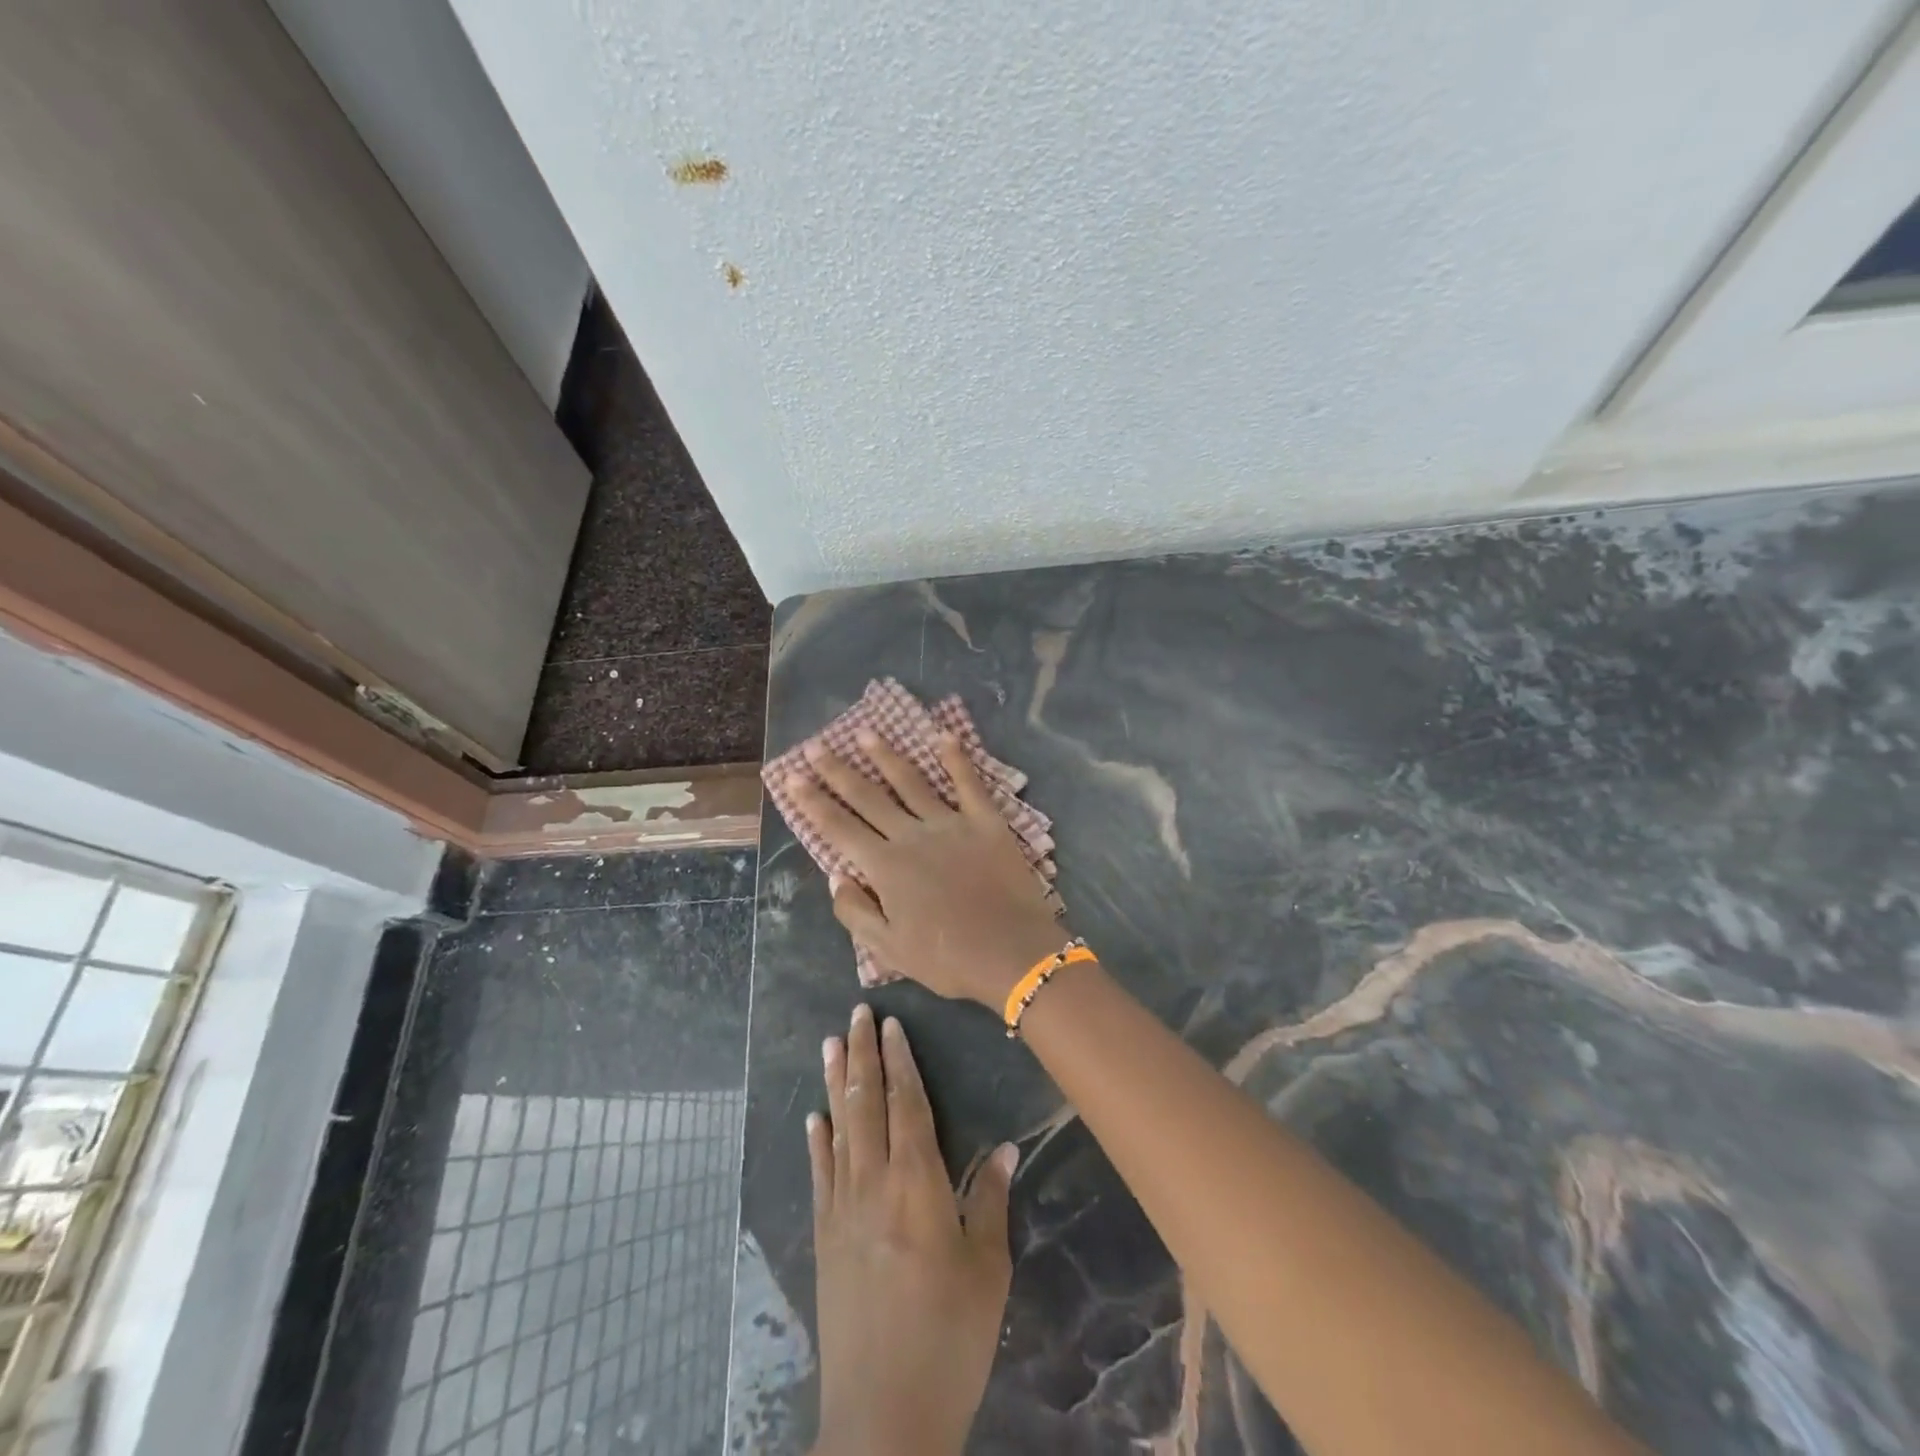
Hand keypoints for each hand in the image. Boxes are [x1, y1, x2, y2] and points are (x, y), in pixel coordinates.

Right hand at [786, 731, 1067, 1008]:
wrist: (1013, 953)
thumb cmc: (948, 959)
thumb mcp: (889, 949)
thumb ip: (856, 911)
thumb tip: (836, 875)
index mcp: (886, 867)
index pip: (839, 827)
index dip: (813, 802)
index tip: (792, 777)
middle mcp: (912, 835)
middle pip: (868, 797)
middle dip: (837, 770)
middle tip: (815, 745)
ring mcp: (951, 823)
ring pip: (911, 782)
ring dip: (886, 756)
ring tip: (865, 732)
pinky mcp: (986, 821)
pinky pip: (968, 783)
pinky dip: (956, 758)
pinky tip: (943, 735)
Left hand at [809, 1004, 1016, 1455]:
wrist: (883, 1413)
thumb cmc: (950, 1336)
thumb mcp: (987, 1269)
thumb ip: (988, 1201)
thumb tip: (1003, 1148)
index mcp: (917, 1183)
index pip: (907, 1104)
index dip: (899, 1061)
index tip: (891, 1025)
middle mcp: (874, 1182)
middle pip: (866, 1103)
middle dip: (862, 1054)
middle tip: (856, 1013)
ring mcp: (842, 1208)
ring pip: (838, 1128)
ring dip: (835, 1082)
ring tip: (830, 1043)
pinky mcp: (824, 1237)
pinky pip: (820, 1174)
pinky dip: (817, 1139)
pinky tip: (814, 1117)